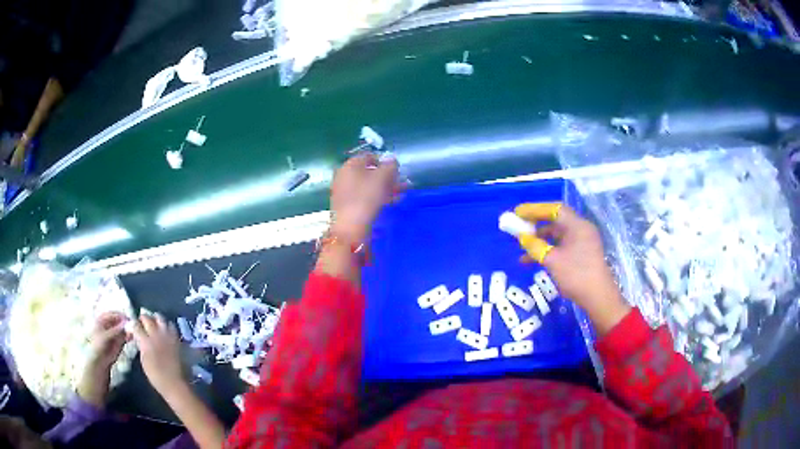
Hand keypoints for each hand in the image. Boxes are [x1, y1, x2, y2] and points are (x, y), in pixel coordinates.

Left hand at [78, 312, 128, 406]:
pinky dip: (129, 335)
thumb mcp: (106, 337)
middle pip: (119, 320)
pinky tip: (132, 337)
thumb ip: (116, 330)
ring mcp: (114, 333)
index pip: (113, 313)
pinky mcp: (119, 342)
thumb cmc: (99, 347)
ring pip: (123, 328)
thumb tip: (126, 323)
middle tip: (133, 326)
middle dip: (125, 322)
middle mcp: (108, 325)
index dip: (120, 315)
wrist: (100, 363)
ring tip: (134, 332)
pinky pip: (125, 336)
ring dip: (128, 329)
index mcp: (102, 319)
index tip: (128, 318)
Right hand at [131, 314, 183, 393]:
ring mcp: (167, 336)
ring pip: (160, 318)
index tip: (132, 326)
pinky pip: (171, 326)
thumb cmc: (156, 376)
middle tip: (142, 322)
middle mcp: (156, 335)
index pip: (136, 325)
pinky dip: (166, 325)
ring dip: (155, 319)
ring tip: (153, 323)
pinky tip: (164, 330)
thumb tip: (140, 338)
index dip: (133, 324)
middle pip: (147, 318)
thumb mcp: (144, 360)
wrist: (175, 384)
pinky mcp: (176, 339)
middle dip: (143, 318)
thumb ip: (141, 345)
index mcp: (146, 341)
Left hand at [329, 153, 398, 242]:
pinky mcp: (348, 206)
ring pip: (369, 186)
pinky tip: (392, 202)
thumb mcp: (381, 179)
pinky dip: (378, 197)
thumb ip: (390, 166)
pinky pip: (366, 197)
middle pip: (369, 172)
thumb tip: (392, 161)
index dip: (384, 161)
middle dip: (387, 176)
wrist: (349, 230)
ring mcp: (345, 192)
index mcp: (350, 165)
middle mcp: (345, 176)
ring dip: (386, 188)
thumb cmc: (365, 199)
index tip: (397, 170)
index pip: (369, 156)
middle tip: (402, 183)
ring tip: (401, 194)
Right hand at [515, 203, 630, 334]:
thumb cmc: (576, 275)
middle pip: (556, 221)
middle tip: (518, 227)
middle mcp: (581, 230)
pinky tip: (534, 260)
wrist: (598, 298)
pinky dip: (548, 250)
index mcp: (577, 226)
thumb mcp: (552, 260)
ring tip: (522, 248)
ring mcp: (582, 243)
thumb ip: (535, 246)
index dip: (535, 209)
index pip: (554, 209)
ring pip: (557, 236)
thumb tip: (522, 237)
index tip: (518, 212)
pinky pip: (561, 247)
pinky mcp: (582, 255)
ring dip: (540, 240)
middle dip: (536, 224)